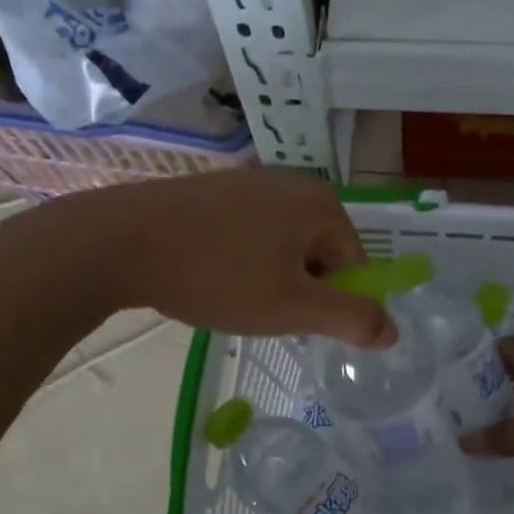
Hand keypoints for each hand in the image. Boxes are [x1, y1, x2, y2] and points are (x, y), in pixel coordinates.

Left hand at [67, 169, 393, 345]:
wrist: (119, 242)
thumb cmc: (217, 275)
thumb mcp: (292, 308)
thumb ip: (351, 319)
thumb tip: (394, 331)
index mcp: (321, 204)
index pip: (356, 264)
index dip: (332, 301)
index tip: (295, 319)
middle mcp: (293, 183)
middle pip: (320, 252)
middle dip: (300, 288)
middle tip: (262, 310)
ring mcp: (250, 182)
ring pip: (283, 245)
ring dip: (270, 277)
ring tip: (232, 296)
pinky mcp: (214, 190)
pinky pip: (249, 233)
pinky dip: (241, 259)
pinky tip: (210, 276)